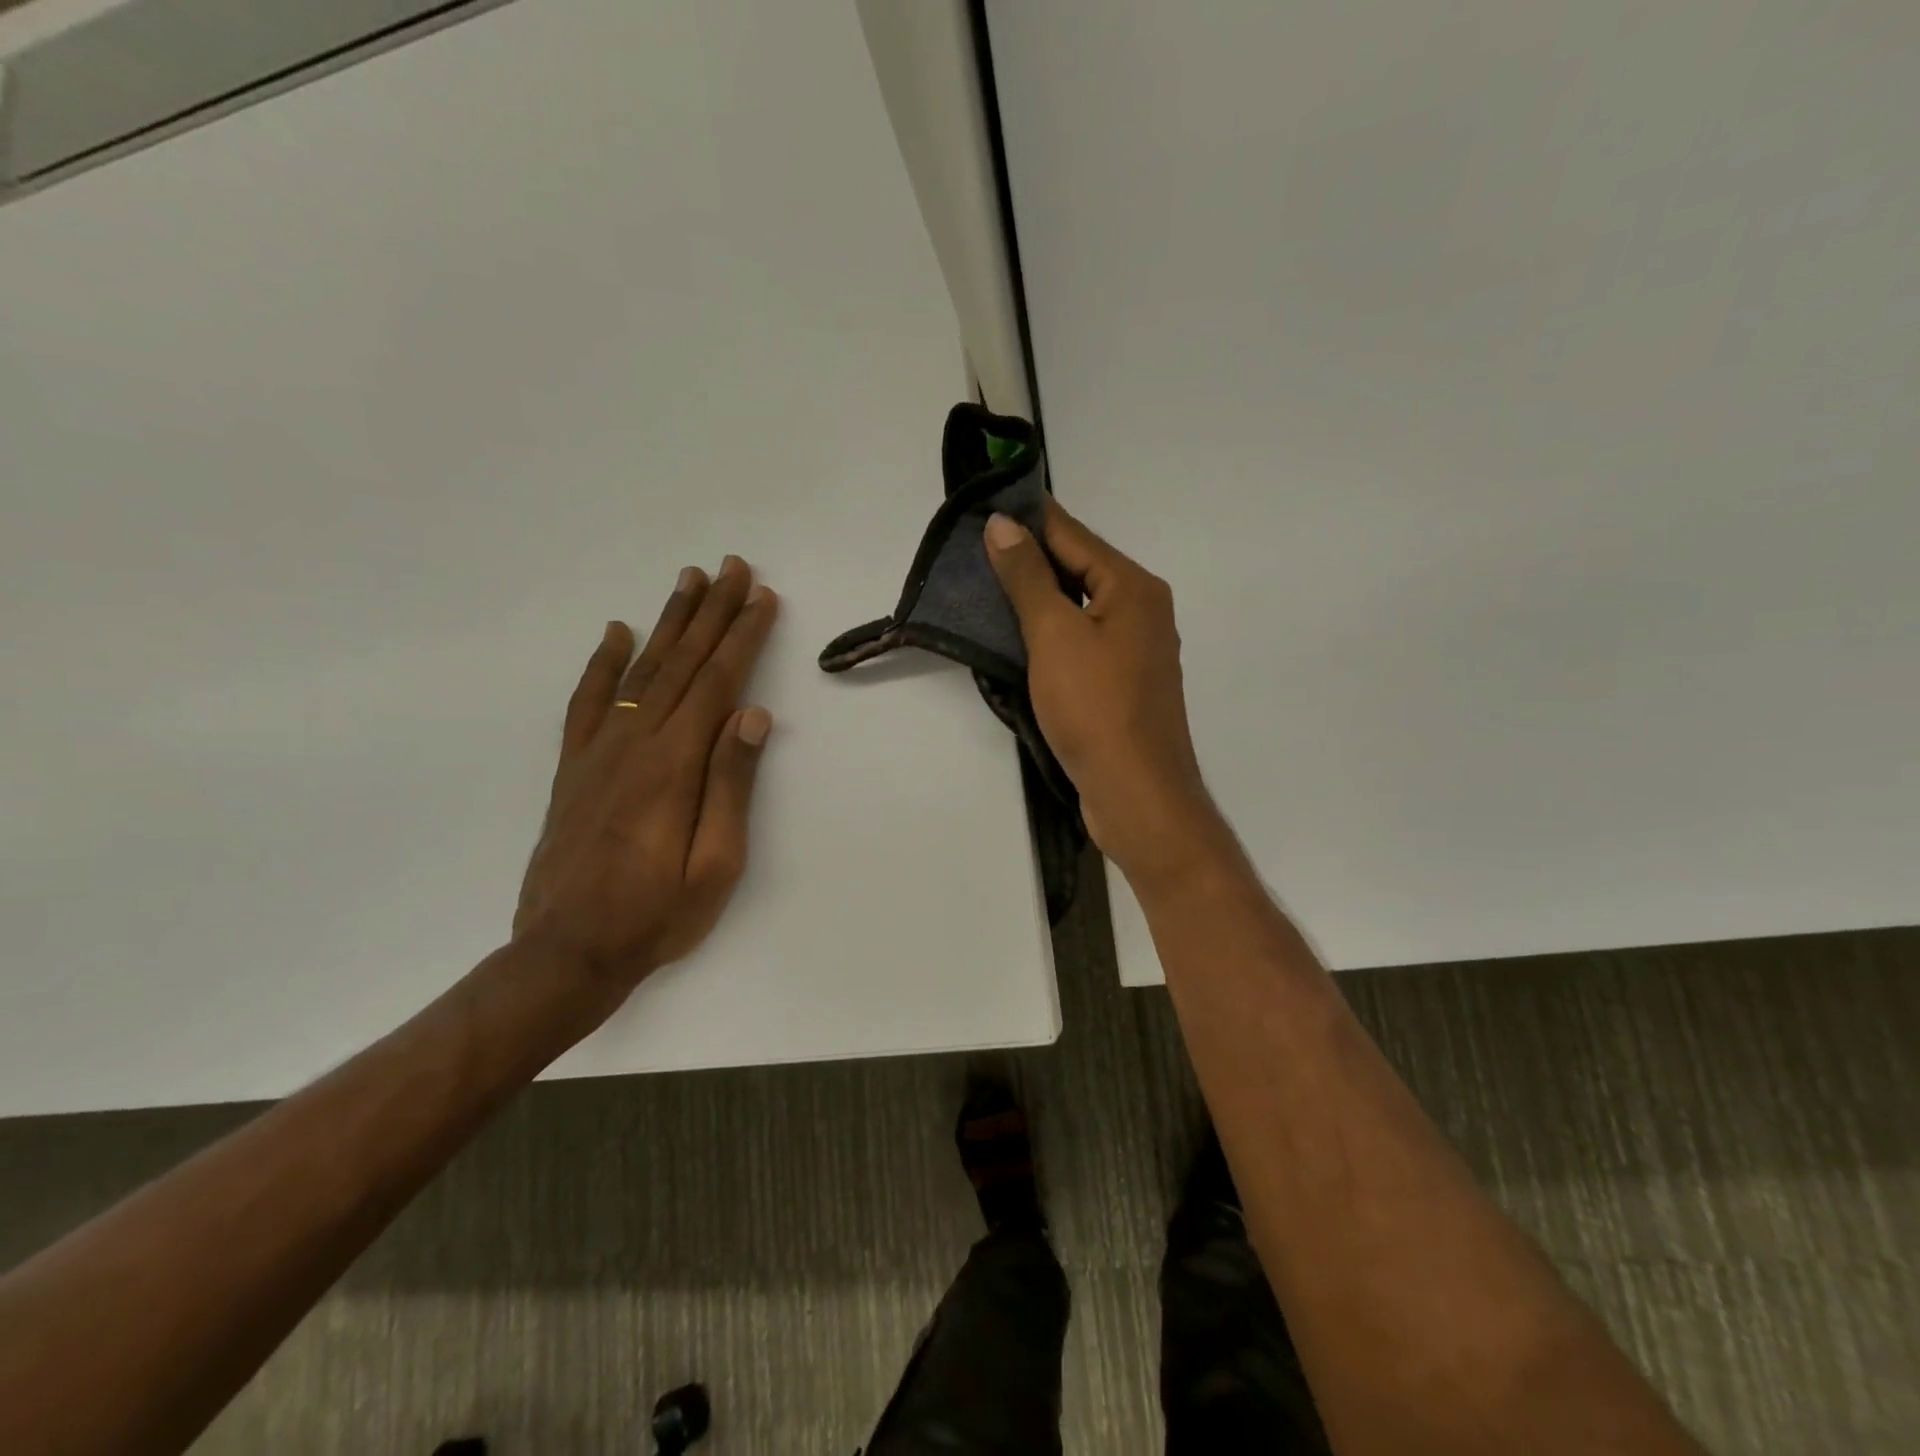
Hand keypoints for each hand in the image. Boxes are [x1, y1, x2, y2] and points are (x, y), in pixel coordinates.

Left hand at [512, 556, 778, 1009]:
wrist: (567, 952)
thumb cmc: (657, 914)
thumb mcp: (716, 862)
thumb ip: (731, 783)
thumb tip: (752, 714)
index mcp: (676, 763)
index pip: (718, 682)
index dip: (743, 636)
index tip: (762, 597)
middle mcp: (636, 742)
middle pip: (681, 662)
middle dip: (712, 612)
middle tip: (732, 568)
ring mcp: (600, 750)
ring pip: (641, 669)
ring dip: (668, 622)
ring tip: (688, 581)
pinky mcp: (576, 766)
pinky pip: (590, 700)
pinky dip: (604, 662)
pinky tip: (616, 631)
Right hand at [985, 503, 1231, 888]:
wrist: (1135, 793)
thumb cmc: (1095, 707)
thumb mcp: (1054, 634)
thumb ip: (1027, 577)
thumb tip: (1003, 523)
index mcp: (1133, 587)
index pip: (1072, 534)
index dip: (1027, 518)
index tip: (983, 507)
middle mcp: (1141, 610)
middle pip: (1078, 569)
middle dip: (1028, 559)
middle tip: (972, 553)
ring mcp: (1134, 650)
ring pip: (1077, 608)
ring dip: (1036, 599)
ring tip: (984, 590)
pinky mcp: (1121, 685)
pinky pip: (1080, 643)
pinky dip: (1049, 635)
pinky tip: (1016, 638)